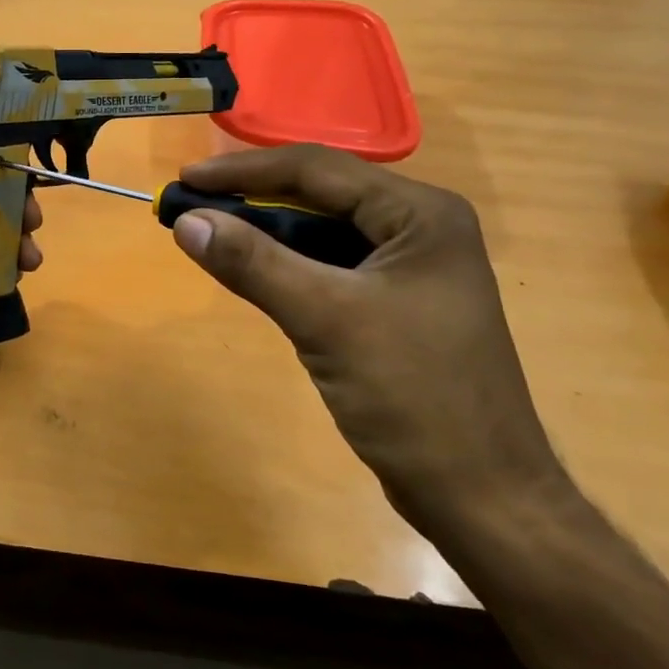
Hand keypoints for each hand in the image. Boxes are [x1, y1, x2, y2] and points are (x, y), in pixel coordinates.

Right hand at [170, 145, 573, 538]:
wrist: (482, 498)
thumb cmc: (414, 398)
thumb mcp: (326, 319)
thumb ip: (254, 263)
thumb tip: (186, 220)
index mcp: (420, 214)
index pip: (317, 169)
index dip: (244, 170)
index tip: (185, 179)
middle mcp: (419, 226)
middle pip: (320, 194)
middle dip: (251, 198)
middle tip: (189, 206)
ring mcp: (409, 267)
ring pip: (321, 231)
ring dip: (265, 232)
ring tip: (208, 233)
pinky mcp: (395, 303)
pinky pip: (329, 266)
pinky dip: (286, 265)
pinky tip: (250, 271)